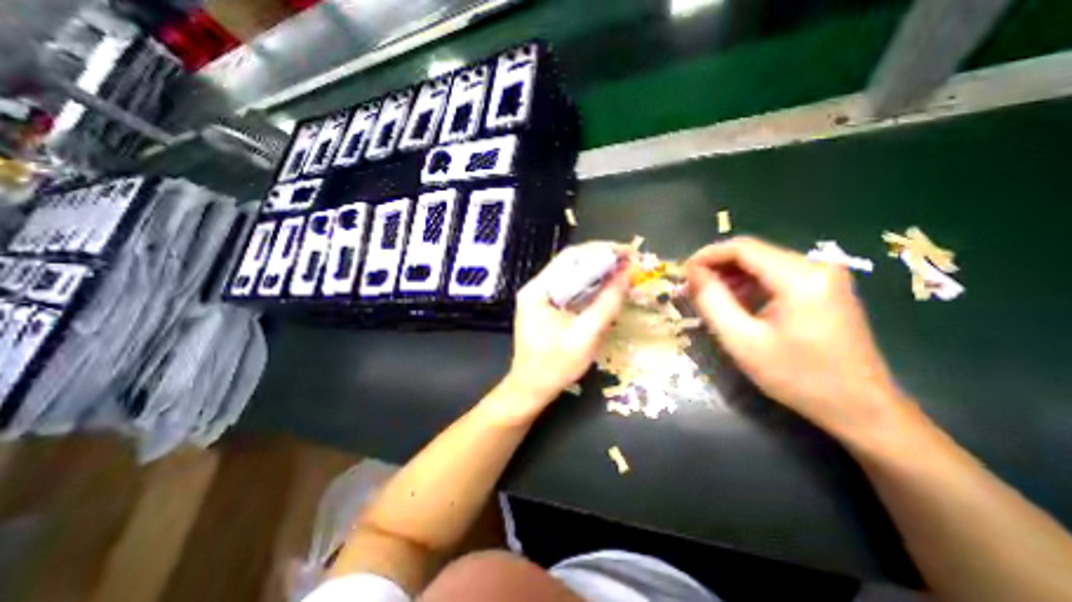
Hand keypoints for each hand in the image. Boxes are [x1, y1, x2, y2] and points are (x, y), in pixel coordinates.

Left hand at [507, 242, 630, 407]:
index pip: (571, 257)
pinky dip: (591, 286)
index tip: (628, 252)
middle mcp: (537, 287)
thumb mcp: (585, 336)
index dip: (602, 250)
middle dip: (603, 259)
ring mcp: (541, 297)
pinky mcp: (548, 307)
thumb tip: (628, 274)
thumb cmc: (555, 366)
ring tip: (624, 270)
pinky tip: (608, 287)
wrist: (531, 389)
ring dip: (599, 272)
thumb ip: (606, 304)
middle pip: (572, 264)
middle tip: (631, 260)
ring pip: (573, 276)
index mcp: (538, 290)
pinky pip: (572, 289)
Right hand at [687, 236, 902, 439]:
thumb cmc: (797, 377)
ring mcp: (823, 277)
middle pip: (752, 254)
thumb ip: (712, 301)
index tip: (682, 273)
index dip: (707, 256)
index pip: (742, 248)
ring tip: (707, 299)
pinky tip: (735, 305)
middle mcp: (816, 267)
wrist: (860, 408)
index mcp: (800, 277)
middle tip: (690, 290)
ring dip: (730, 278)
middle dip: (716, 268)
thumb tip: (692, 272)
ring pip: (762, 264)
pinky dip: (748, 286)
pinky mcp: (823, 289)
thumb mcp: (742, 340)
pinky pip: (775, 277)